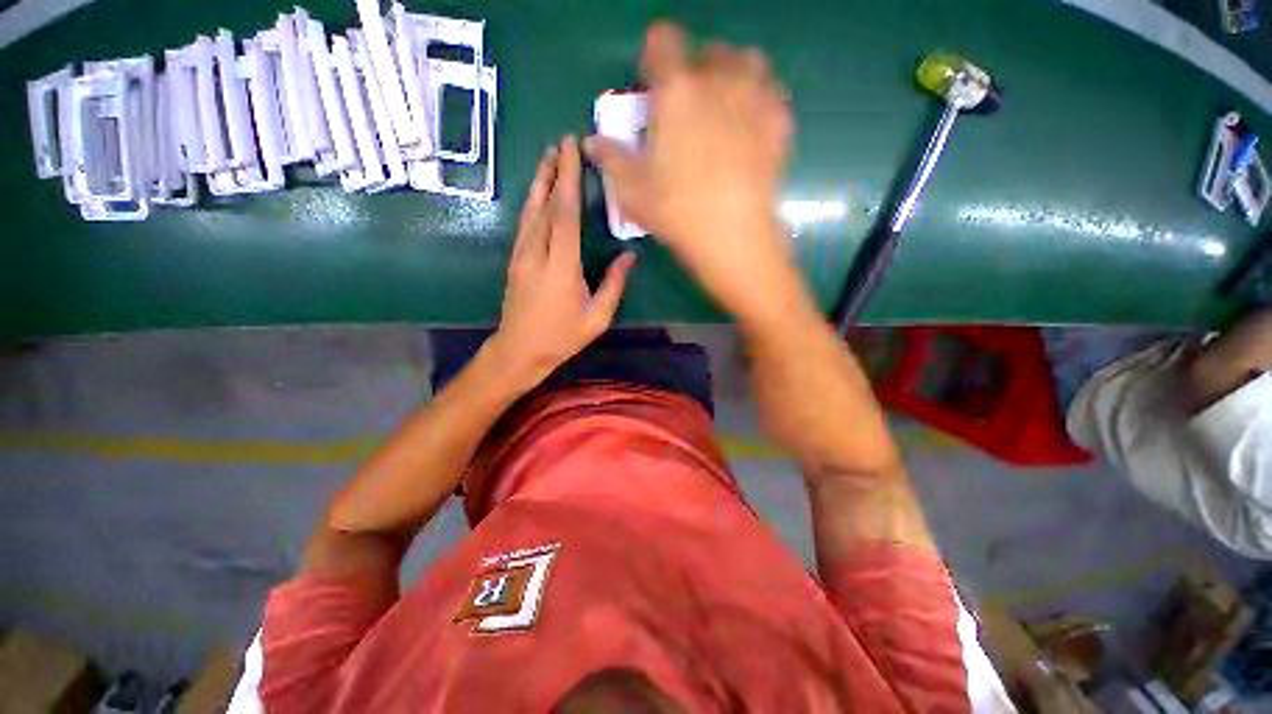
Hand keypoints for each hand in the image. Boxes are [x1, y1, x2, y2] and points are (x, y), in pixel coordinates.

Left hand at [489, 137, 636, 386]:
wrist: (519, 351)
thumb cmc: (562, 337)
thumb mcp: (597, 317)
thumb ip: (614, 284)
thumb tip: (629, 256)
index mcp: (561, 266)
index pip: (564, 213)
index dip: (568, 179)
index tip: (572, 149)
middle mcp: (537, 253)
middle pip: (544, 204)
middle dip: (552, 171)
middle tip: (560, 142)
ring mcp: (521, 255)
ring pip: (530, 211)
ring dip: (539, 182)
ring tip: (548, 157)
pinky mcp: (515, 260)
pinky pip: (525, 223)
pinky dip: (533, 202)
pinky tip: (538, 194)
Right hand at [584, 22, 798, 324]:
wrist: (733, 237)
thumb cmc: (677, 213)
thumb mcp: (633, 192)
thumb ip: (611, 160)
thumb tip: (591, 143)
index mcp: (676, 92)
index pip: (662, 42)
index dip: (653, 56)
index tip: (651, 82)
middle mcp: (718, 81)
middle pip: (707, 51)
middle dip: (693, 69)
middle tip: (687, 103)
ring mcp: (755, 98)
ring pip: (745, 62)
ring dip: (731, 74)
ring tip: (722, 106)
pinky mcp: (780, 122)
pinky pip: (771, 93)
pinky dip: (759, 100)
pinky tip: (751, 125)